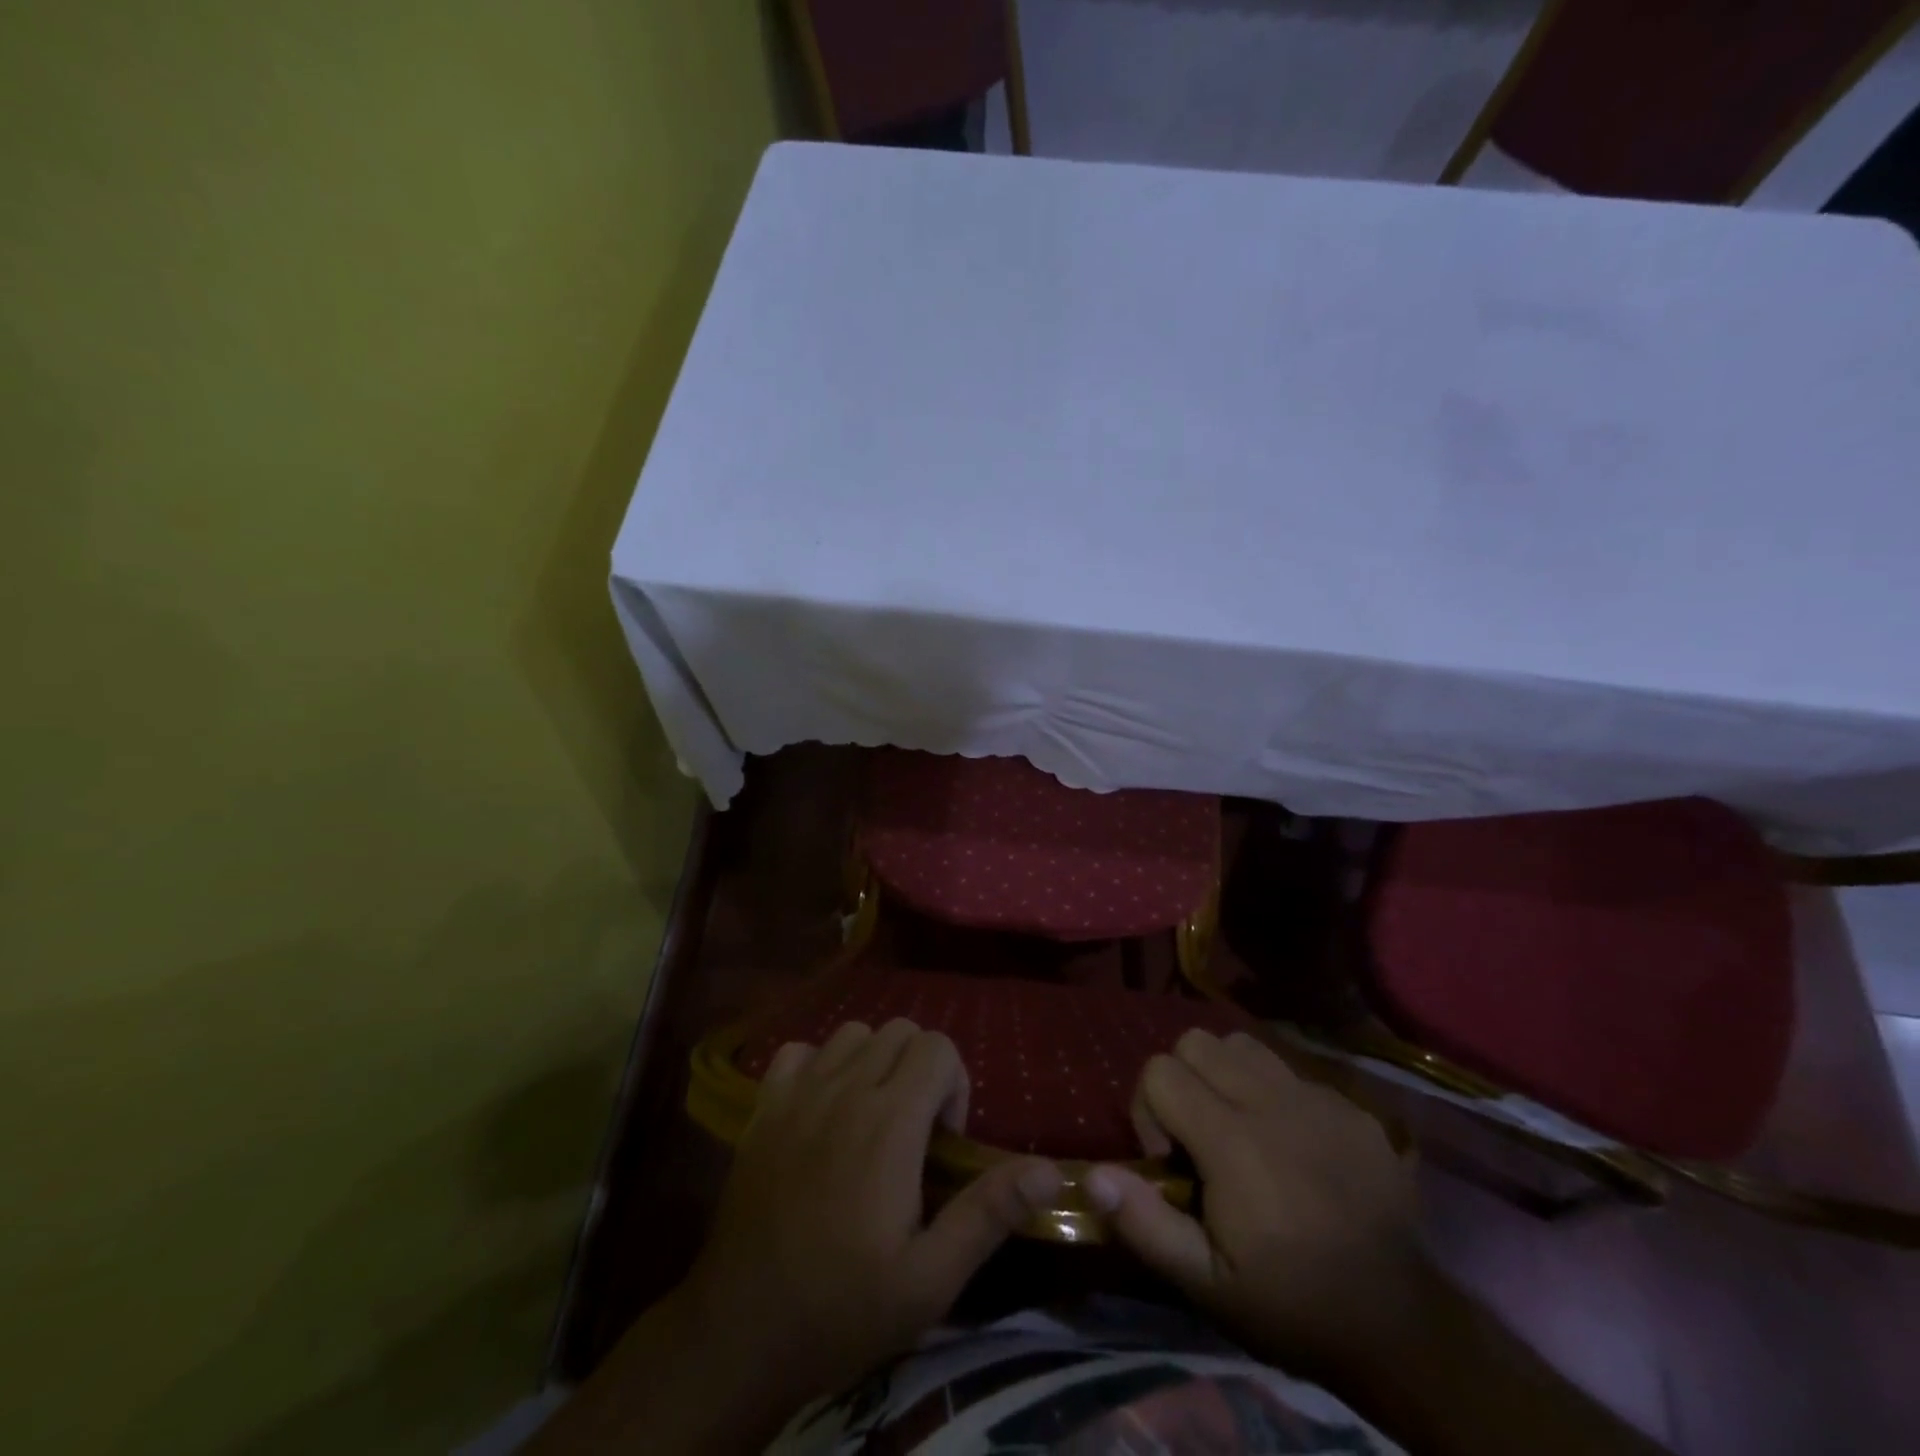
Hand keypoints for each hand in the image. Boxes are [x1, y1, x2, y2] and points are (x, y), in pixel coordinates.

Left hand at [678, 1018, 1064, 1423]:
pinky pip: (800, 1051)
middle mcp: (845, 1090)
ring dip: (874, 1062)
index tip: (943, 1141)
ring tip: (872, 1117)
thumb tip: (1050, 1171)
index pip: (937, 1047)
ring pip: (853, 1033)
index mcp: (889, 1123)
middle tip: (914, 1130)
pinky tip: (822, 1110)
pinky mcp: (764, 1107)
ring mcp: (799, 1093)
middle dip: (920, 1069)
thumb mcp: (930, 1279)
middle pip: (900, 1032)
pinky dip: (820, 1065)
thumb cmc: (843, 1307)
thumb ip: (988, 1214)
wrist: (741, 1331)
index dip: (954, 1085)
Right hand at [1086, 1029, 1423, 1385]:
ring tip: (1238, 1128)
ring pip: (1241, 1043)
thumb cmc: (1292, 1305)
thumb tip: (1095, 1174)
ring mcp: (1316, 1097)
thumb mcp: (1206, 1285)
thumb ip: (1144, 1223)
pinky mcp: (1349, 1106)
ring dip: (1225, 1075)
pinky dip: (1272, 1094)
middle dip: (1182, 1082)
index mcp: (1233, 1140)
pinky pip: (1289, 1070)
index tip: (1172, 1162)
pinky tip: (1290, 1146)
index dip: (1149, 1111)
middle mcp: (1272, 1101)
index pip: (1160, 1071)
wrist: (1401, 1326)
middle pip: (1196, 1042)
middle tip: (1200, 1138)